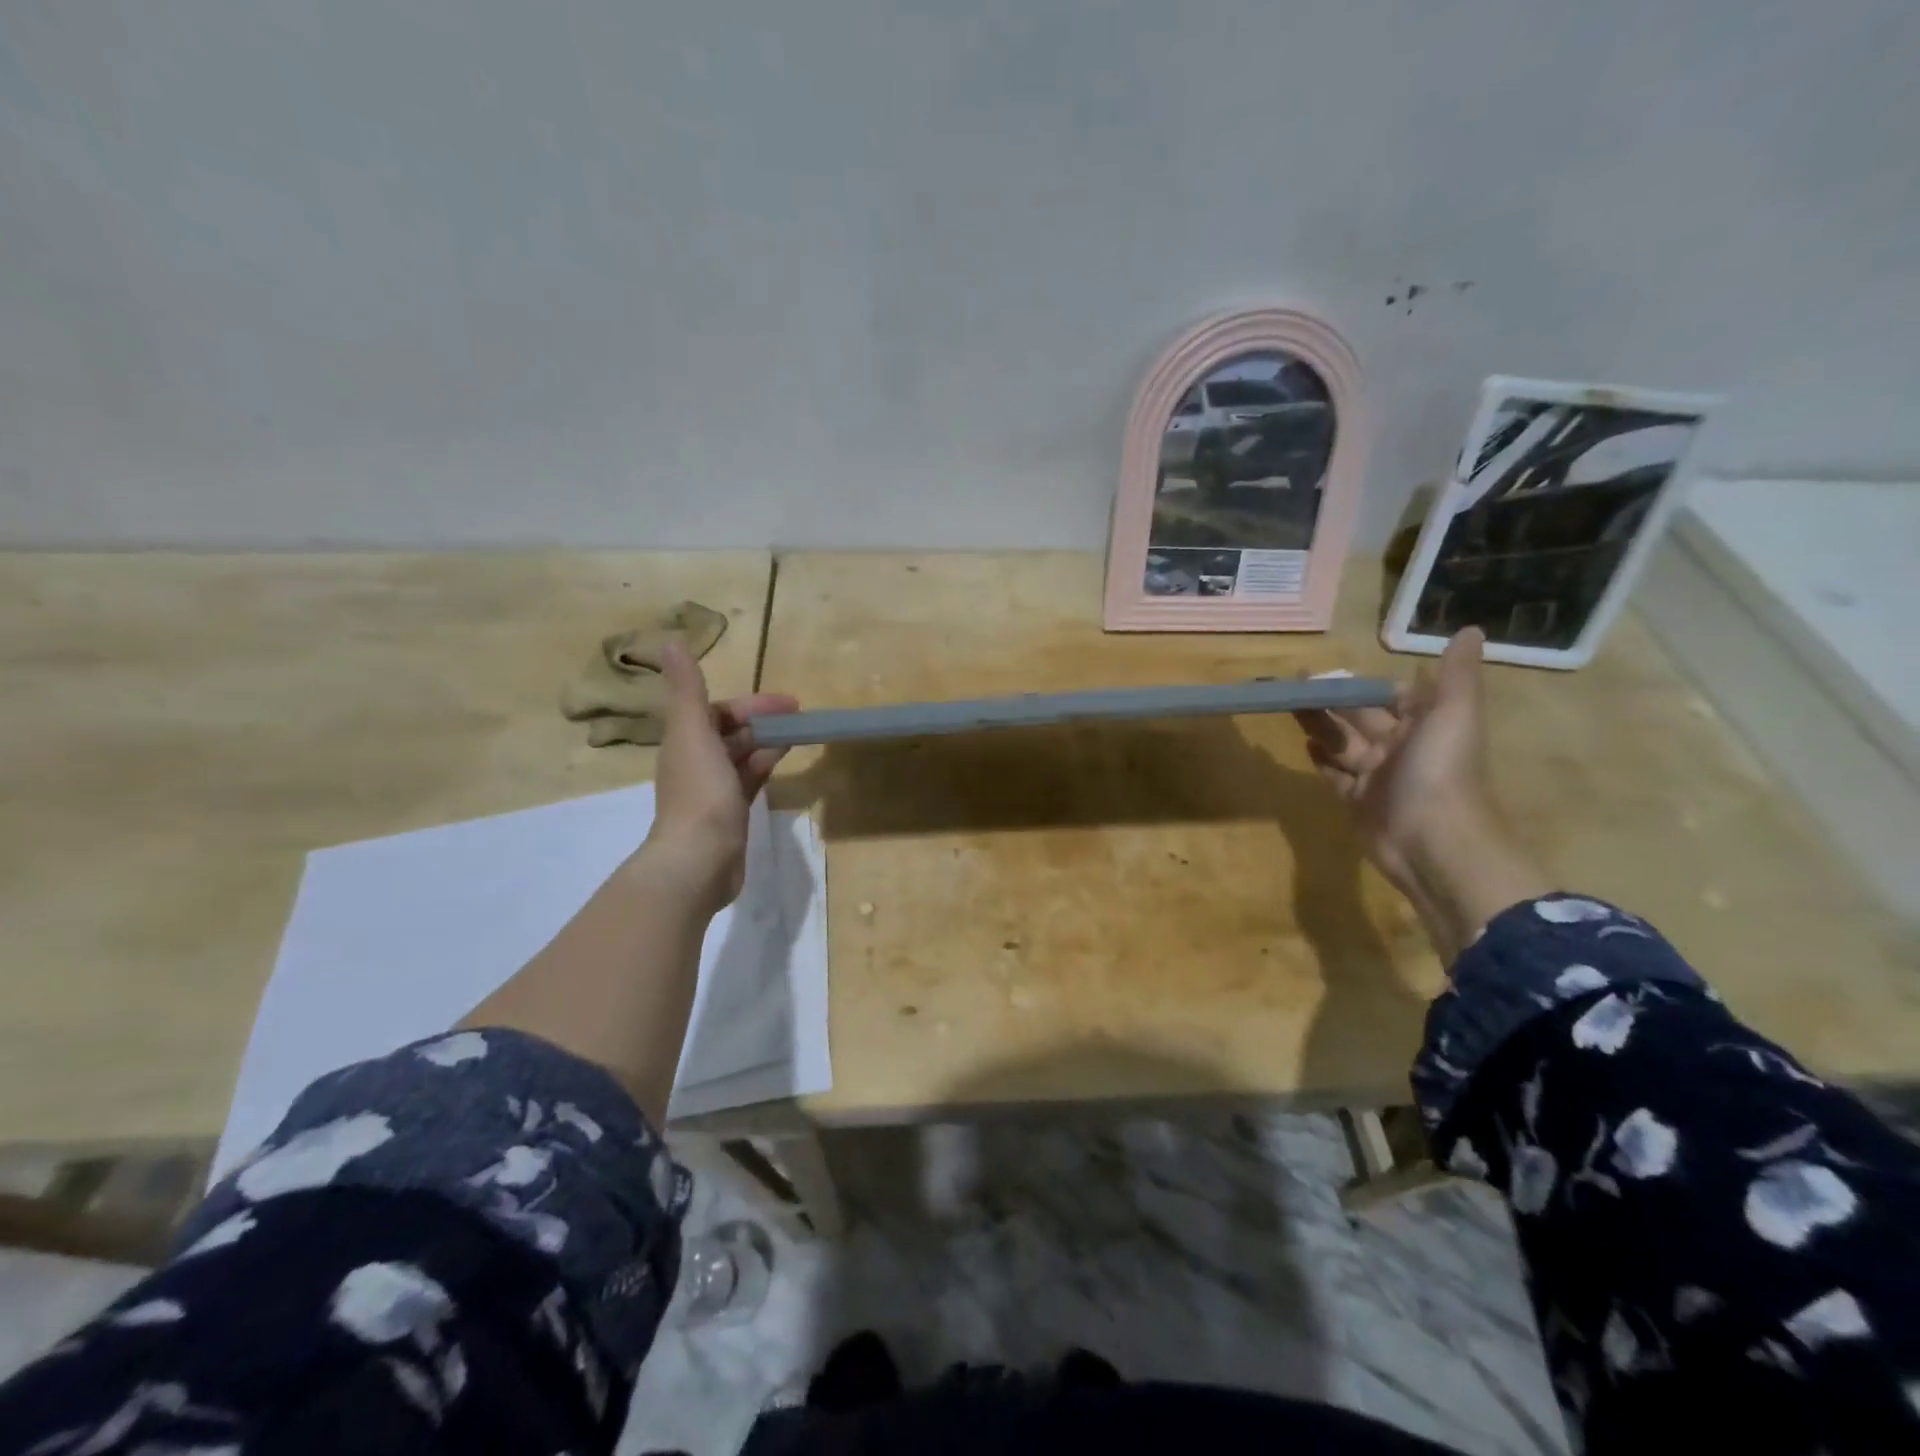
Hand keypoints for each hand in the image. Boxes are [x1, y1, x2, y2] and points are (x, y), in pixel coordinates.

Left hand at [643, 639, 798, 911]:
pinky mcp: (728, 815)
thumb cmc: (700, 793)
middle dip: (761, 721)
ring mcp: (712, 791)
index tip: (788, 703)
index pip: (718, 711)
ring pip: (740, 756)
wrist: (698, 860)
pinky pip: (748, 781)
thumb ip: (687, 689)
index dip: (752, 703)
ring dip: (765, 742)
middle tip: (799, 717)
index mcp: (685, 741)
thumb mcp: (694, 733)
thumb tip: (669, 641)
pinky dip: (763, 767)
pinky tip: (781, 764)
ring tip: (797, 736)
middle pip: (730, 732)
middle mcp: (695, 762)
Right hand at [1297, 629, 1491, 897]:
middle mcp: (1401, 747)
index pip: (1388, 695)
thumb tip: (1469, 629)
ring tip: (1288, 706)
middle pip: (1358, 717)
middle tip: (1292, 684)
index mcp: (1424, 724)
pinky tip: (1303, 744)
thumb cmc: (1440, 773)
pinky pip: (1335, 775)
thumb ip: (1456, 675)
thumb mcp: (1453, 715)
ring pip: (1341, 743)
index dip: (1359, 683)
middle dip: (1329, 700)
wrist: (1433, 845)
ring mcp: (1377, 776)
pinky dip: (1320, 760)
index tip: (1324, 670)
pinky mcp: (1357, 801)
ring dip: (1318, 724)